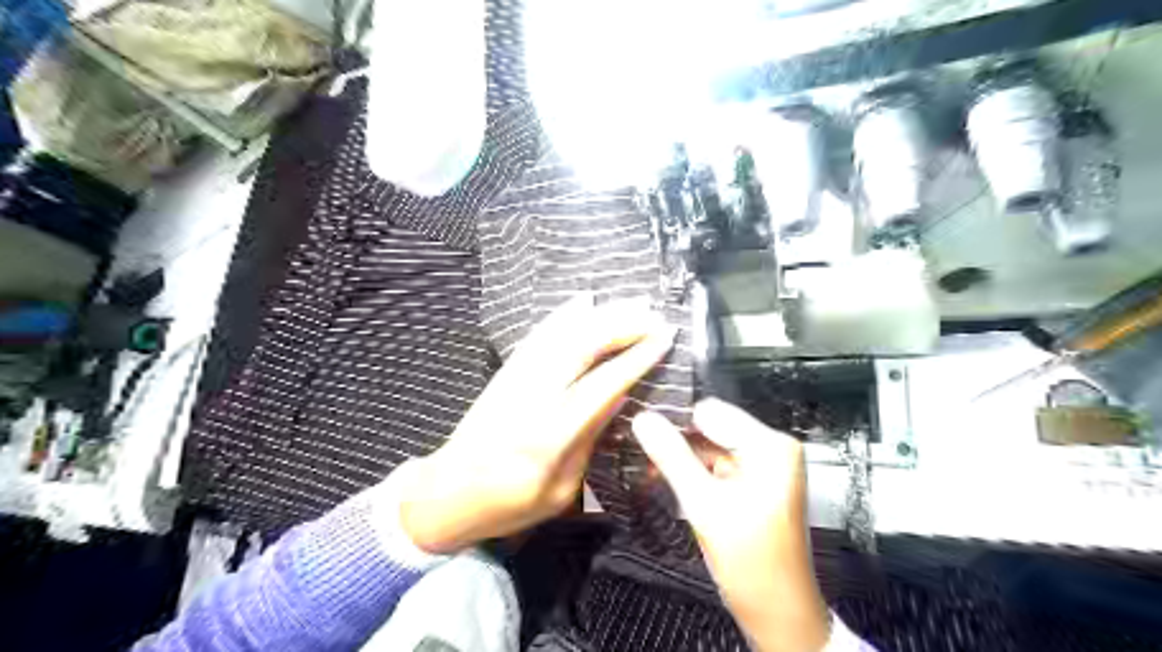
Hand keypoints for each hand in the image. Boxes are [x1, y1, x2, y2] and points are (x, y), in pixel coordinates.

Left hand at [399, 295, 678, 555]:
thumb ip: (590, 438)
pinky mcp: (506, 373)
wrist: (447, 493)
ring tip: (631, 302)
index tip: (664, 337)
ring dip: (599, 314)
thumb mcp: (562, 489)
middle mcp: (534, 396)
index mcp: (552, 434)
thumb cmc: (510, 504)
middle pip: (582, 347)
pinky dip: (563, 315)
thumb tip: (620, 396)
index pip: (604, 383)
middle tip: (653, 314)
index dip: (636, 357)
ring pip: (561, 334)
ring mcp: (516, 379)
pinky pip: (538, 336)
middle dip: (622, 325)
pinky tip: (582, 302)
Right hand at [631, 400, 830, 649]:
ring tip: (654, 473)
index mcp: (770, 445)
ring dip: (683, 459)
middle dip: (678, 443)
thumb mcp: (704, 505)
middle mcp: (771, 447)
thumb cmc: (751, 561)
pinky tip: (673, 483)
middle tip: (645, 457)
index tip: (646, 435)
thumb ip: (671, 457)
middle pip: (710, 427)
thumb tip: (643, 419)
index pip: (709, 411)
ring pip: (709, 445)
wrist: (779, 613)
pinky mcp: (754, 482)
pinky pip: (716, 464)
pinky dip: (694, 472)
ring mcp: (763, 465)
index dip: (676, 422)